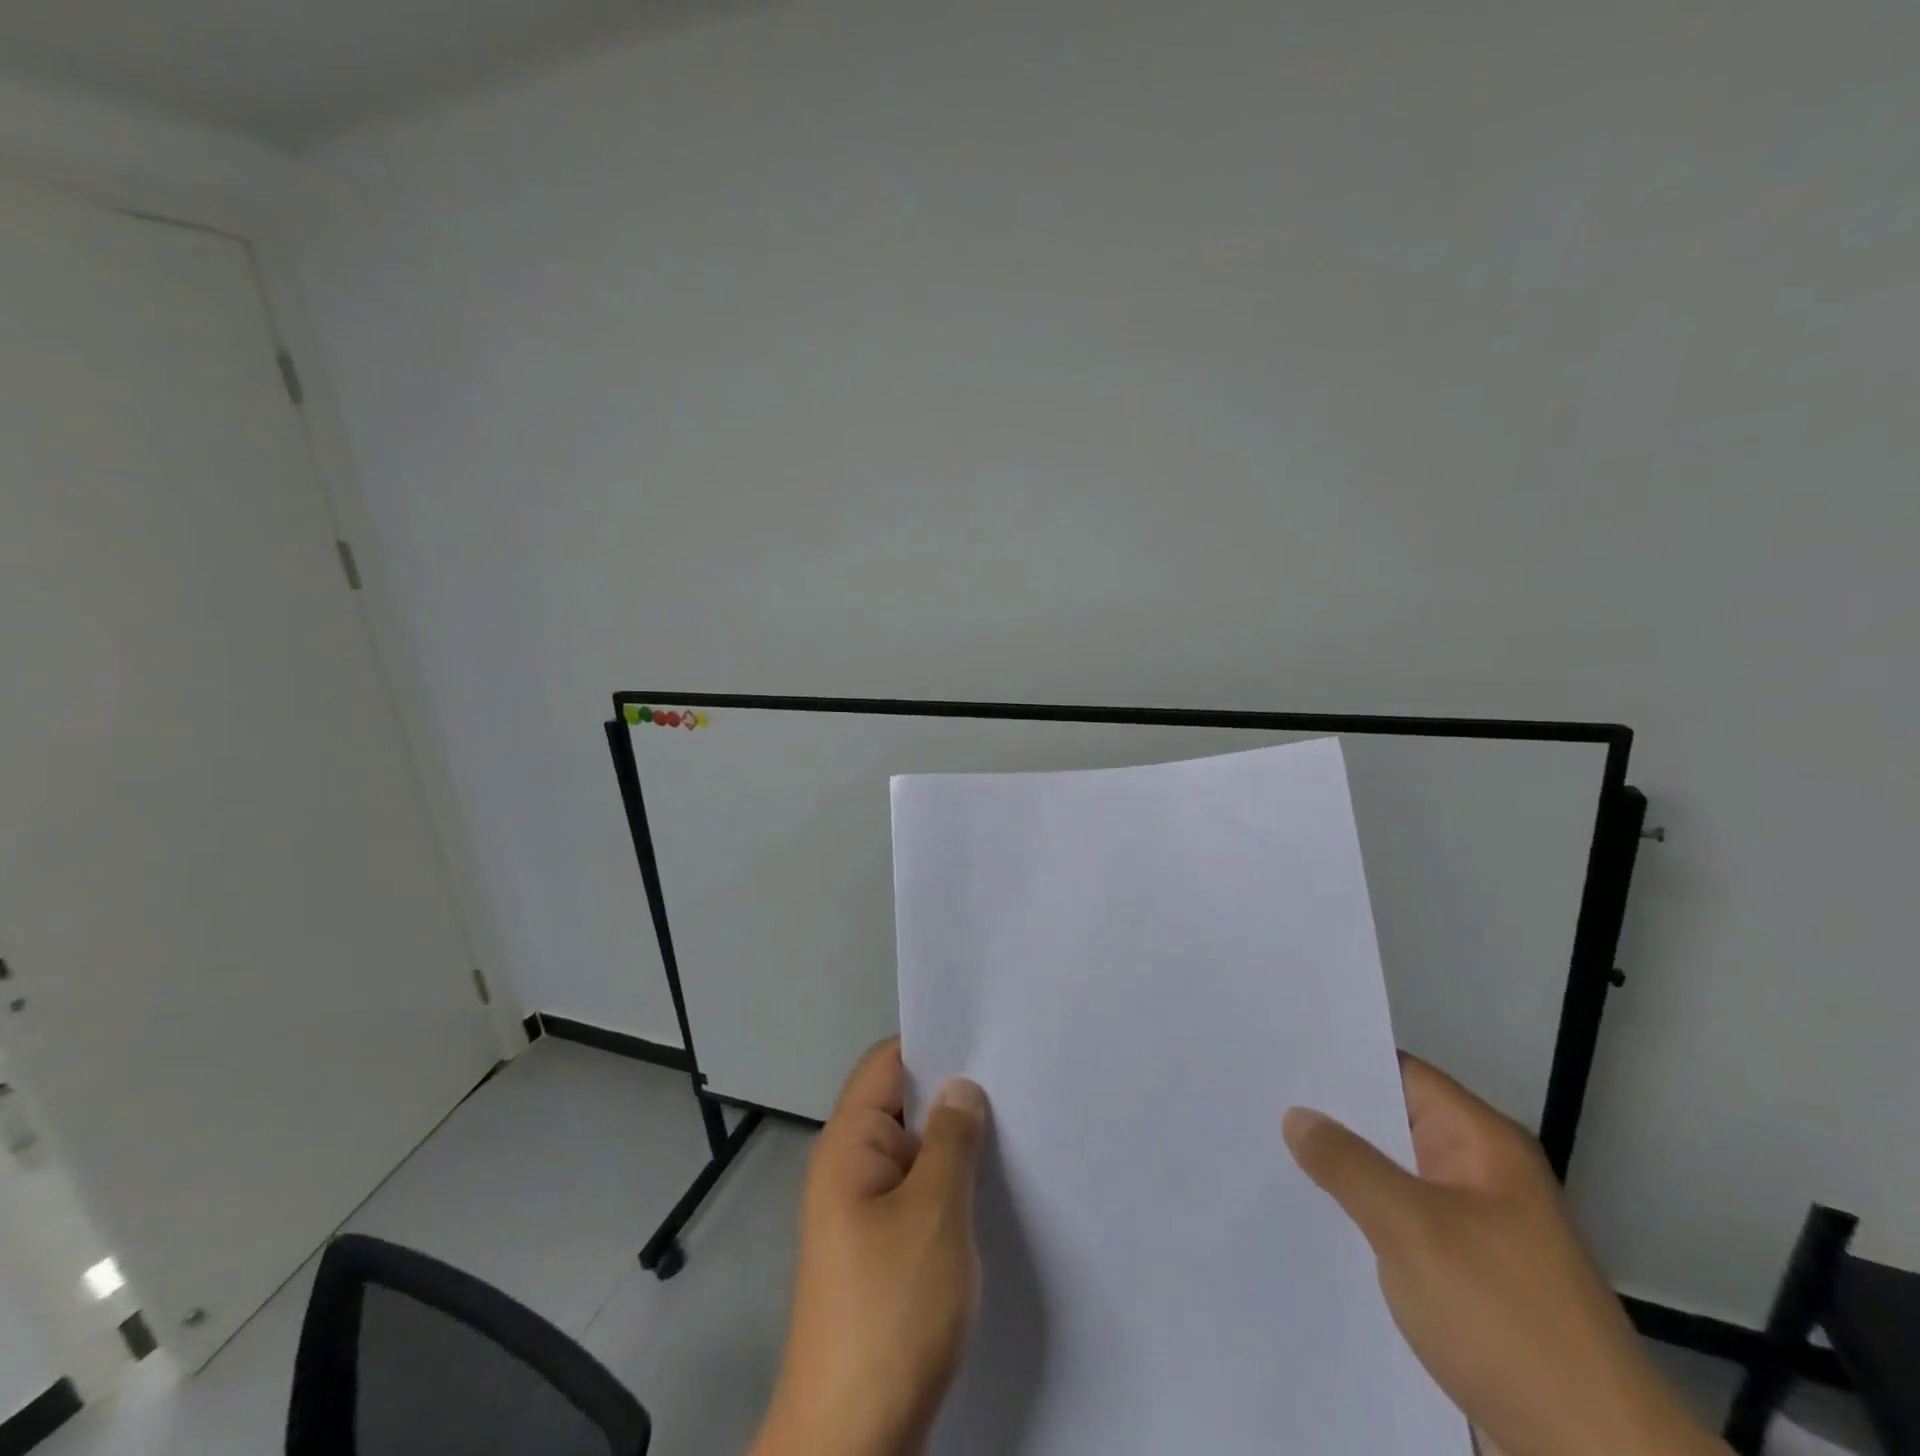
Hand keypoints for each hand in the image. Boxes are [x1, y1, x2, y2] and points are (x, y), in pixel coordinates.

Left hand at [753, 1039, 988, 1455]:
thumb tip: (961, 1086)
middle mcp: (848, 1166)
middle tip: (1015, 1079)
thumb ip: (951, 1140)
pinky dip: (948, 1181)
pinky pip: (915, 1191)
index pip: (886, 1063)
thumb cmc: (891, 1310)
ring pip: (913, 1150)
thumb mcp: (933, 1213)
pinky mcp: (878, 1249)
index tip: (986, 1037)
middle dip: (951, 1092)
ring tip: (1014, 1124)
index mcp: (848, 1144)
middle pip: (900, 1102)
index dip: (931, 1043)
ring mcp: (862, 1210)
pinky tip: (990, 1185)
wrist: (852, 1438)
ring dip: (953, 1141)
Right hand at [1284, 1056, 1724, 1455]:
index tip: (1279, 1052)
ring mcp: (1476, 1228)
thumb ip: (1348, 1164)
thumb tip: (1298, 1116)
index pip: (1400, 1073)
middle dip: (1331, 1114)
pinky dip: (1360, 1215)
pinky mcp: (1467, 1277)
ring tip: (1268, 1146)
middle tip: (1259, 1097)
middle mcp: (1481, 1174)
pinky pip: (1400, 1223)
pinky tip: (1311, 1216)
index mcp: (1483, 1144)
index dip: (1341, 1059)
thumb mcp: (1412, 1228)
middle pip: (1393, 1122)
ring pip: (1393, 1176)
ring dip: (1343, 1169)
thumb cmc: (1505, 1320)